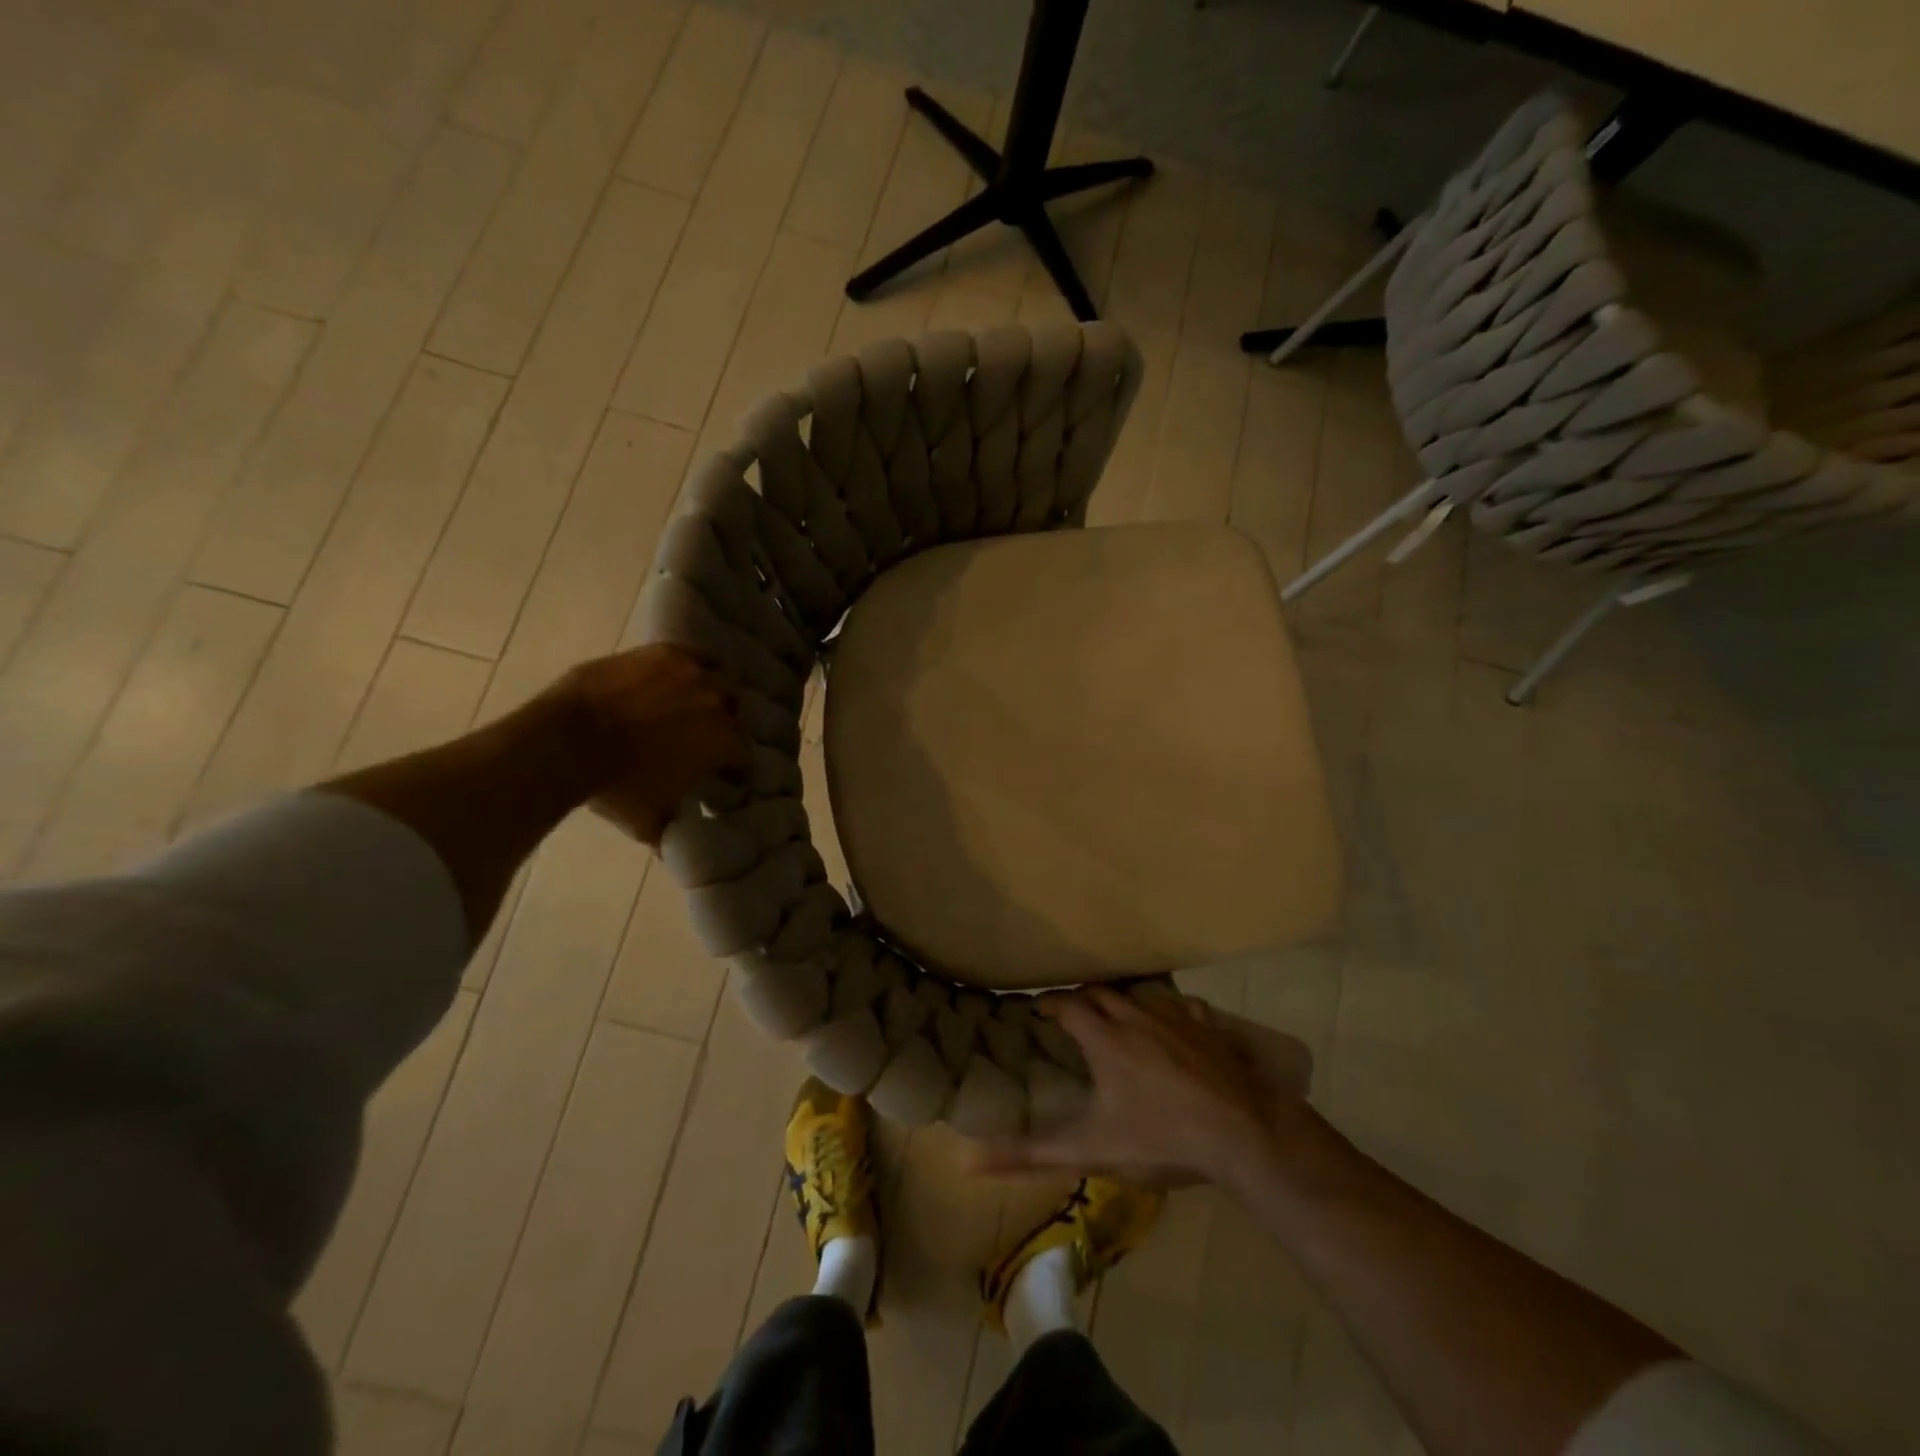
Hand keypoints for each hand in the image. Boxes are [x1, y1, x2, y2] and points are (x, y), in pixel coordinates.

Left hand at [557, 645, 748, 845]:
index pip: (744, 757)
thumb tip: (676, 848)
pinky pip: (694, 655)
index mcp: (724, 743)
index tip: (724, 777)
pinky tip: (679, 675)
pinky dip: (693, 666)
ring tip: (692, 703)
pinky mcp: (664, 652)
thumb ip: (672, 830)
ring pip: (719, 680)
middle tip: (703, 738)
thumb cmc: (615, 788)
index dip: (734, 769)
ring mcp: (692, 673)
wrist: (567, 742)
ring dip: (711, 693)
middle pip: (735, 713)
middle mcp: (719, 704)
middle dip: (724, 726)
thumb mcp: (649, 821)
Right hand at [978, 988, 1313, 1188]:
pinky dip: (1171, 1011)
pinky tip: (1175, 1023)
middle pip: (1101, 993)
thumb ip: (1030, 1153)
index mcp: (1105, 1040)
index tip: (1039, 1006)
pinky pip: (1185, 1007)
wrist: (1243, 1134)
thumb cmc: (1161, 1139)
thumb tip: (969, 1158)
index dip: (1050, 1003)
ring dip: (1124, 1001)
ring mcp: (1177, 1019)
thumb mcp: (1091, 1150)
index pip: (1067, 1005)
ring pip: (1141, 996)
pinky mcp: (1210, 1029)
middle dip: (1083, 998)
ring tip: (1117, 1015)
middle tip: (1073, 1012)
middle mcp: (1137, 1018)